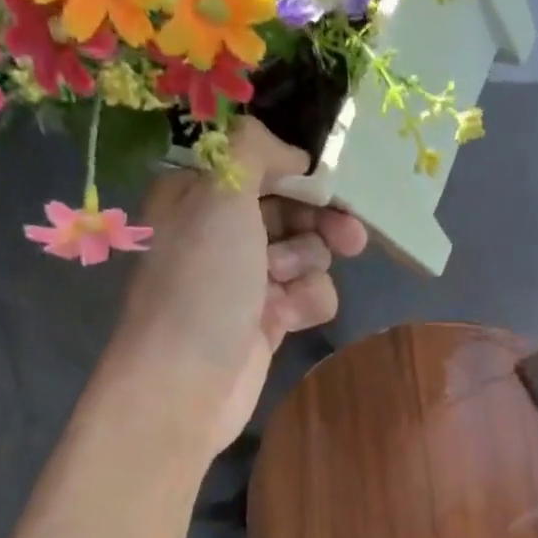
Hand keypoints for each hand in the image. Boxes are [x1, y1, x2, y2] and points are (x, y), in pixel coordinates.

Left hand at [108, 118, 368, 457]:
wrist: (186, 385)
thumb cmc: (201, 283)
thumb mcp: (221, 196)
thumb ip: (256, 152)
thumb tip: (291, 154)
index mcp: (199, 195)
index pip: (259, 166)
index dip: (298, 173)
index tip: (329, 182)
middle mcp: (222, 233)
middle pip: (292, 210)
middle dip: (321, 222)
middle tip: (350, 236)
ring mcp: (246, 279)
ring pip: (307, 254)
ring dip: (308, 266)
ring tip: (284, 285)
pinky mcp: (268, 320)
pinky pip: (308, 295)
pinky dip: (306, 303)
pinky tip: (288, 319)